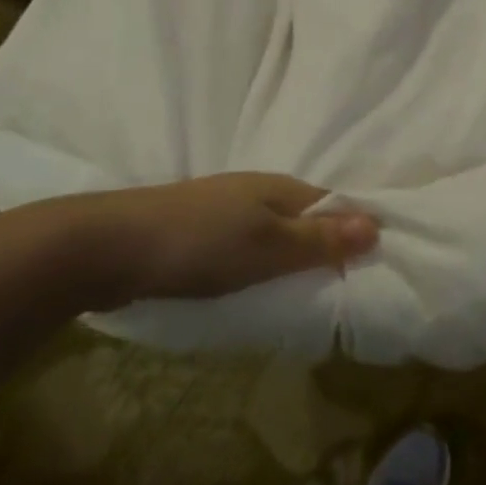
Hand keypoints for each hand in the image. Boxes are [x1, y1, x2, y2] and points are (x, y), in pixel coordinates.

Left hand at [53, 173, 379, 308]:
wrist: (107, 247)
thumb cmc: (199, 244)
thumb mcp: (269, 246)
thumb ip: (321, 239)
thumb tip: (378, 224)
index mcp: (282, 188)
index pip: (336, 205)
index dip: (358, 231)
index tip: (377, 267)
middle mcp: (259, 192)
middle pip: (308, 218)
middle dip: (328, 247)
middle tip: (346, 290)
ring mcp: (226, 211)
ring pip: (277, 233)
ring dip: (294, 258)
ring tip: (307, 295)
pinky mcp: (200, 233)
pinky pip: (248, 246)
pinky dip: (263, 265)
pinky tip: (258, 287)